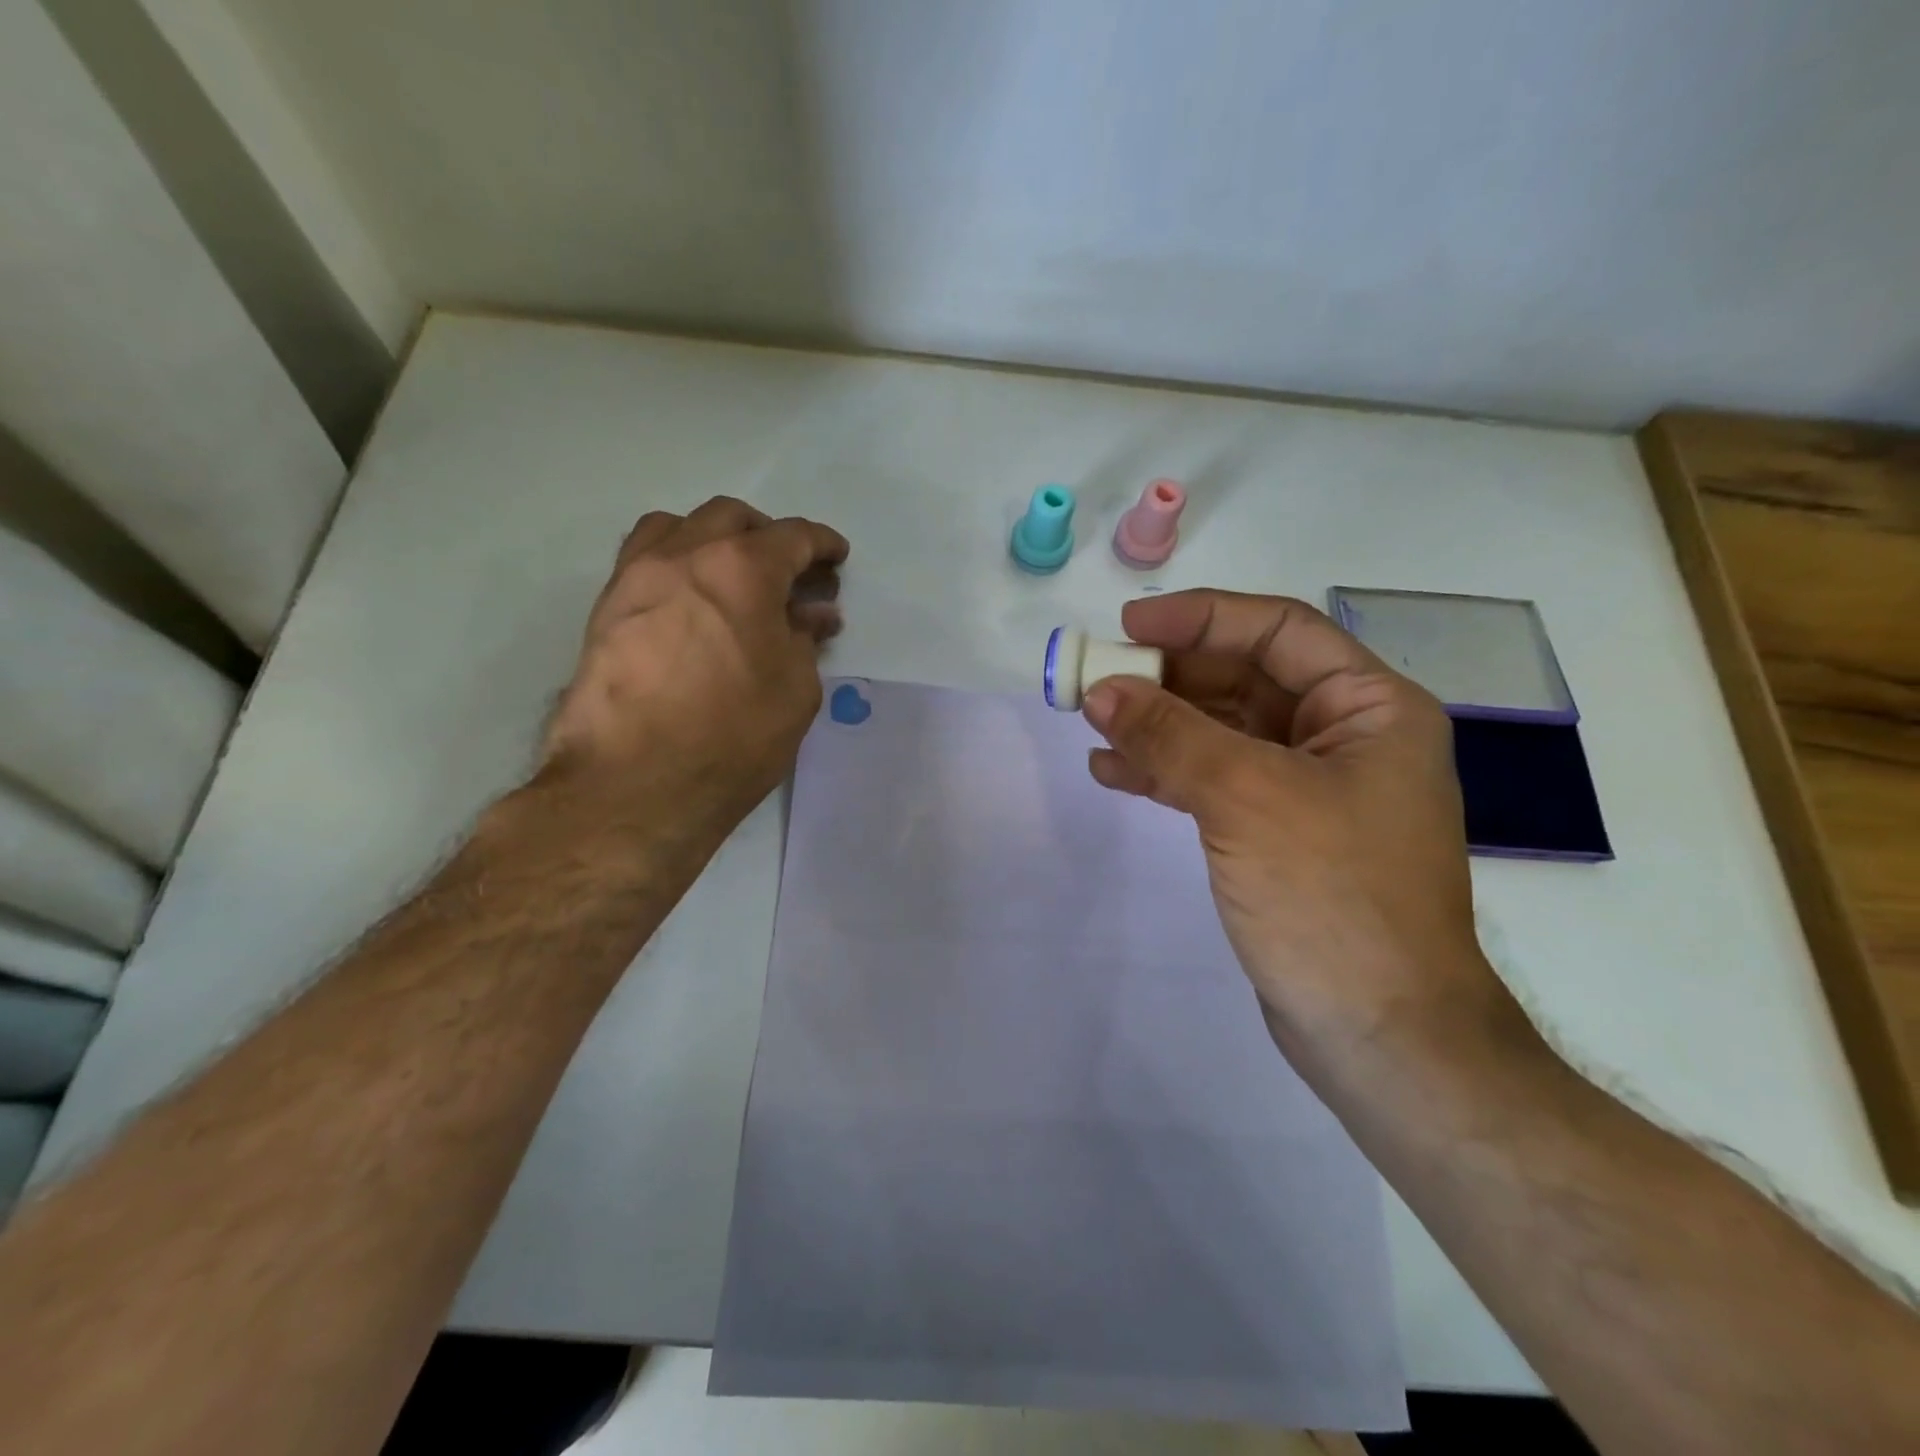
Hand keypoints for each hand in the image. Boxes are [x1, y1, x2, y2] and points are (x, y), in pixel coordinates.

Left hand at [543, 497, 846, 828]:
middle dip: (768, 537)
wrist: (635, 783)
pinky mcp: (606, 608)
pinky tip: (690, 603)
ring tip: (732, 578)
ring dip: (714, 540)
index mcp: (742, 568)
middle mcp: (685, 555)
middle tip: (787, 574)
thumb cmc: (733, 736)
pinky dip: (676, 564)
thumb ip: (804, 639)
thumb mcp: (795, 690)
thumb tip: (812, 615)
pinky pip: (644, 560)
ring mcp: (637, 577)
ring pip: (678, 526)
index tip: (836, 558)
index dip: (822, 544)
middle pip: (732, 518)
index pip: (793, 537)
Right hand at [1081, 590, 1522, 1072]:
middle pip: (1244, 680)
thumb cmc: (1332, 896)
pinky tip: (1113, 772)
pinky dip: (1165, 771)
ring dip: (1158, 724)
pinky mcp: (1277, 832)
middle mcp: (1344, 737)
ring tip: (1093, 723)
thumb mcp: (1246, 798)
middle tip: (1097, 679)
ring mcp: (1309, 788)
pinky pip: (1214, 779)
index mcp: (1369, 708)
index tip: (1128, 626)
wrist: (1379, 1033)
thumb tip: (1100, 690)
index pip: (1278, 632)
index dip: (1200, 618)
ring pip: (1222, 731)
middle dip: (1168, 677)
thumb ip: (1170, 736)